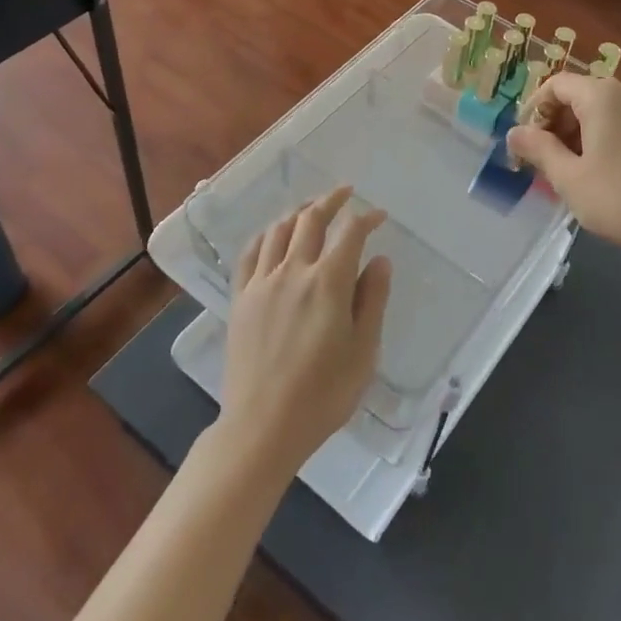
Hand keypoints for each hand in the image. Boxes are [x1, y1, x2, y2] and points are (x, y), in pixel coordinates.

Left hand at [217, 187, 392, 481]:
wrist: (263, 426)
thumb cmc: (324, 394)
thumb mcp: (363, 351)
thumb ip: (373, 300)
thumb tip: (380, 260)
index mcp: (328, 282)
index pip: (350, 232)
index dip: (367, 218)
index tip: (379, 216)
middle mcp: (293, 271)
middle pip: (311, 219)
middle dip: (331, 200)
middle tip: (345, 193)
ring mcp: (262, 283)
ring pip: (279, 229)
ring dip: (299, 212)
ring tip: (312, 209)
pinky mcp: (241, 298)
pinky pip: (251, 252)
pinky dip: (266, 235)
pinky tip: (274, 235)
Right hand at [507, 72, 620, 260]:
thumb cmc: (616, 198)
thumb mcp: (567, 176)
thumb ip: (537, 148)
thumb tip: (514, 133)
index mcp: (602, 96)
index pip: (556, 85)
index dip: (534, 108)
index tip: (524, 140)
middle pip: (578, 94)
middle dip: (554, 121)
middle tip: (541, 157)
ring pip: (599, 109)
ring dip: (575, 131)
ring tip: (564, 167)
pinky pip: (619, 121)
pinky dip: (599, 136)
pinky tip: (593, 169)